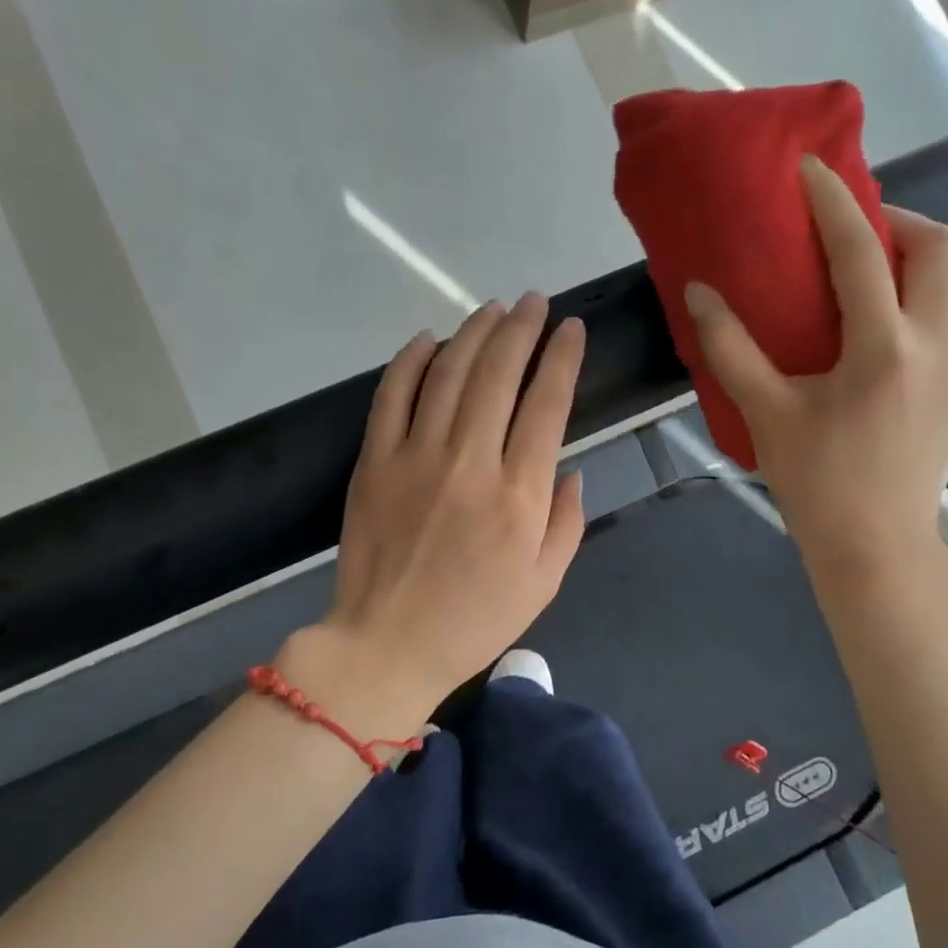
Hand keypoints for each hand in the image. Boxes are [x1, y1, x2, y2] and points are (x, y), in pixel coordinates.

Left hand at [322, 294, 586, 713]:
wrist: (387, 645)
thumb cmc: (474, 620)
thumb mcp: (544, 583)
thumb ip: (566, 522)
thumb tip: (571, 471)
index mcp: (519, 495)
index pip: (547, 404)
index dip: (563, 358)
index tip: (572, 329)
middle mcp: (470, 462)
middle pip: (499, 374)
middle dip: (521, 328)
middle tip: (534, 302)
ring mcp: (416, 457)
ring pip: (449, 373)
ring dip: (474, 332)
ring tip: (493, 308)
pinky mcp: (375, 462)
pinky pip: (392, 396)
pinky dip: (411, 360)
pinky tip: (429, 339)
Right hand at [684, 155, 947, 586]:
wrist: (879, 549)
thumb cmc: (818, 483)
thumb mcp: (767, 414)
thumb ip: (731, 349)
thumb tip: (700, 293)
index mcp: (885, 346)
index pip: (863, 251)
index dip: (835, 203)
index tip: (813, 169)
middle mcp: (937, 344)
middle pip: (937, 248)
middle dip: (896, 220)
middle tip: (849, 228)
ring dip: (911, 260)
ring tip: (863, 274)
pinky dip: (918, 300)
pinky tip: (879, 332)